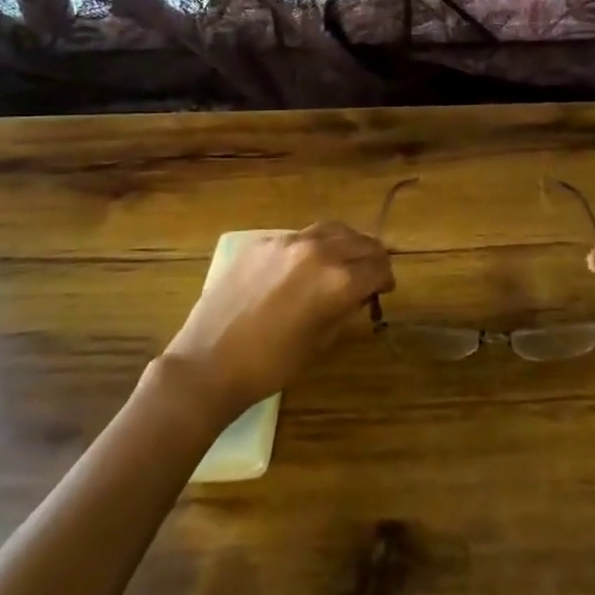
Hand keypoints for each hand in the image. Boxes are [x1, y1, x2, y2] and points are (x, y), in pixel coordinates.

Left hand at [157, 222, 393, 421]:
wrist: (208, 364)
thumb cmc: (271, 365)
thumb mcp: (321, 342)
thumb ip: (345, 309)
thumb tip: (359, 294)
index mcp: (337, 281)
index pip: (377, 267)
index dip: (386, 278)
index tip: (385, 289)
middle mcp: (317, 251)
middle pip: (359, 242)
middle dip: (372, 257)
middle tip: (372, 273)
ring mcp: (286, 242)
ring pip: (330, 229)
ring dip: (345, 243)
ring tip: (343, 261)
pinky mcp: (260, 243)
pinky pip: (298, 237)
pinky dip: (312, 246)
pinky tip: (303, 267)